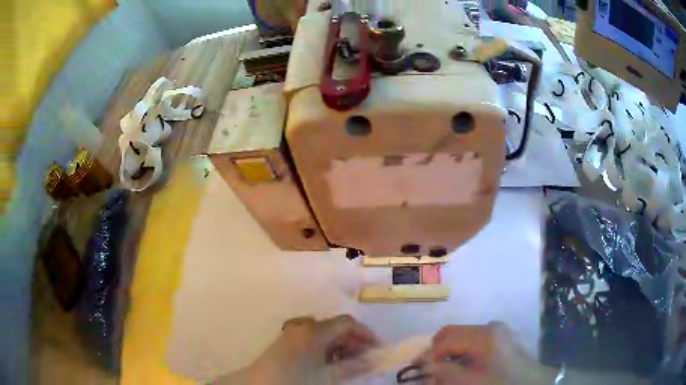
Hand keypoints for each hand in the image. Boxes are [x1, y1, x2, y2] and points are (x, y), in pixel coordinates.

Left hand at [217, 314, 378, 384]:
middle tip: (365, 356)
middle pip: (335, 326)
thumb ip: (352, 367)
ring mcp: (293, 332)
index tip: (376, 347)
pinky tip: (329, 362)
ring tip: (348, 361)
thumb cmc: (297, 379)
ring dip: (339, 344)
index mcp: (314, 330)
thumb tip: (373, 361)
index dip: (365, 333)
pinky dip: (325, 347)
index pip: (347, 323)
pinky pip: (312, 338)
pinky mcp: (286, 340)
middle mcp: (303, 326)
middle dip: (353, 340)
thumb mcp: (328, 375)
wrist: (261, 384)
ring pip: (324, 333)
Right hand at [425, 322, 556, 384]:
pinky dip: (464, 355)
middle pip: (453, 334)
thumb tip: (426, 365)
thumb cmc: (501, 384)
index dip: (429, 355)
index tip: (421, 372)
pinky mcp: (503, 340)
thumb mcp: (469, 382)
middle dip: (438, 352)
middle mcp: (490, 326)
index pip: (445, 339)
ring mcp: (499, 332)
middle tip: (431, 371)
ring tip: (446, 374)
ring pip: (463, 339)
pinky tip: (463, 370)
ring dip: (451, 355)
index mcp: (483, 333)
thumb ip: (444, 372)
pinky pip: (475, 344)